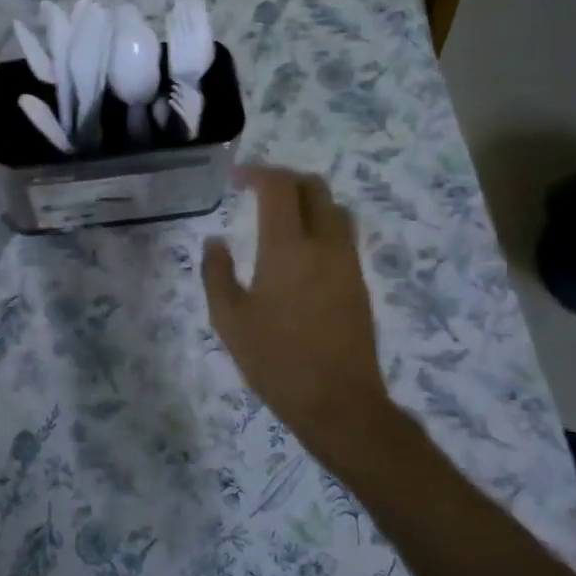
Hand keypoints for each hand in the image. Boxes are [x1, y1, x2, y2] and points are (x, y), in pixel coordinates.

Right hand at [202, 167, 397, 472]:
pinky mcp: (360, 281)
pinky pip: (342, 234)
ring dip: (307, 200)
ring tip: (280, 217)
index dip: (257, 173)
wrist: (338, 402)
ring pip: (334, 208)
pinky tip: (300, 250)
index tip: (235, 179)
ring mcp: (348, 262)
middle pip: (314, 187)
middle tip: (257, 192)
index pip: (279, 187)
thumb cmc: (275, 360)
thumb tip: (216, 242)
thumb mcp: (229, 320)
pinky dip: (321, 224)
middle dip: (285, 180)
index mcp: (288, 248)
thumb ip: (216, 274)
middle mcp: (324, 244)